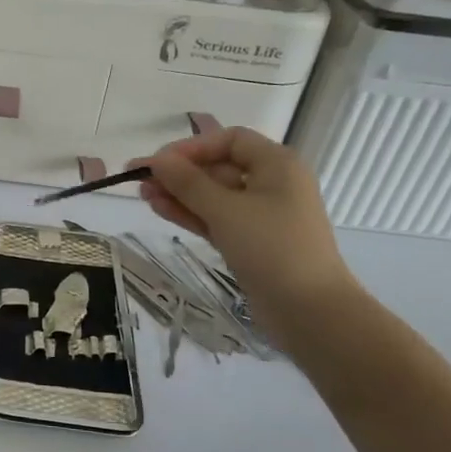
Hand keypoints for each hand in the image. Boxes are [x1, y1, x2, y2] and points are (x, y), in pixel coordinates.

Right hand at [138, 128, 360, 333]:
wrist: (310, 311)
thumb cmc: (272, 249)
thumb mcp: (226, 210)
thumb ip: (188, 182)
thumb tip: (157, 160)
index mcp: (277, 165)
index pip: (229, 140)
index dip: (192, 147)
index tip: (159, 162)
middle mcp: (272, 184)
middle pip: (219, 167)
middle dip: (180, 172)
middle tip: (140, 180)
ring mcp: (262, 215)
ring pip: (214, 195)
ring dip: (180, 194)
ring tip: (143, 195)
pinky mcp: (251, 241)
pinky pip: (217, 218)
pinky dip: (191, 213)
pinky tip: (160, 209)